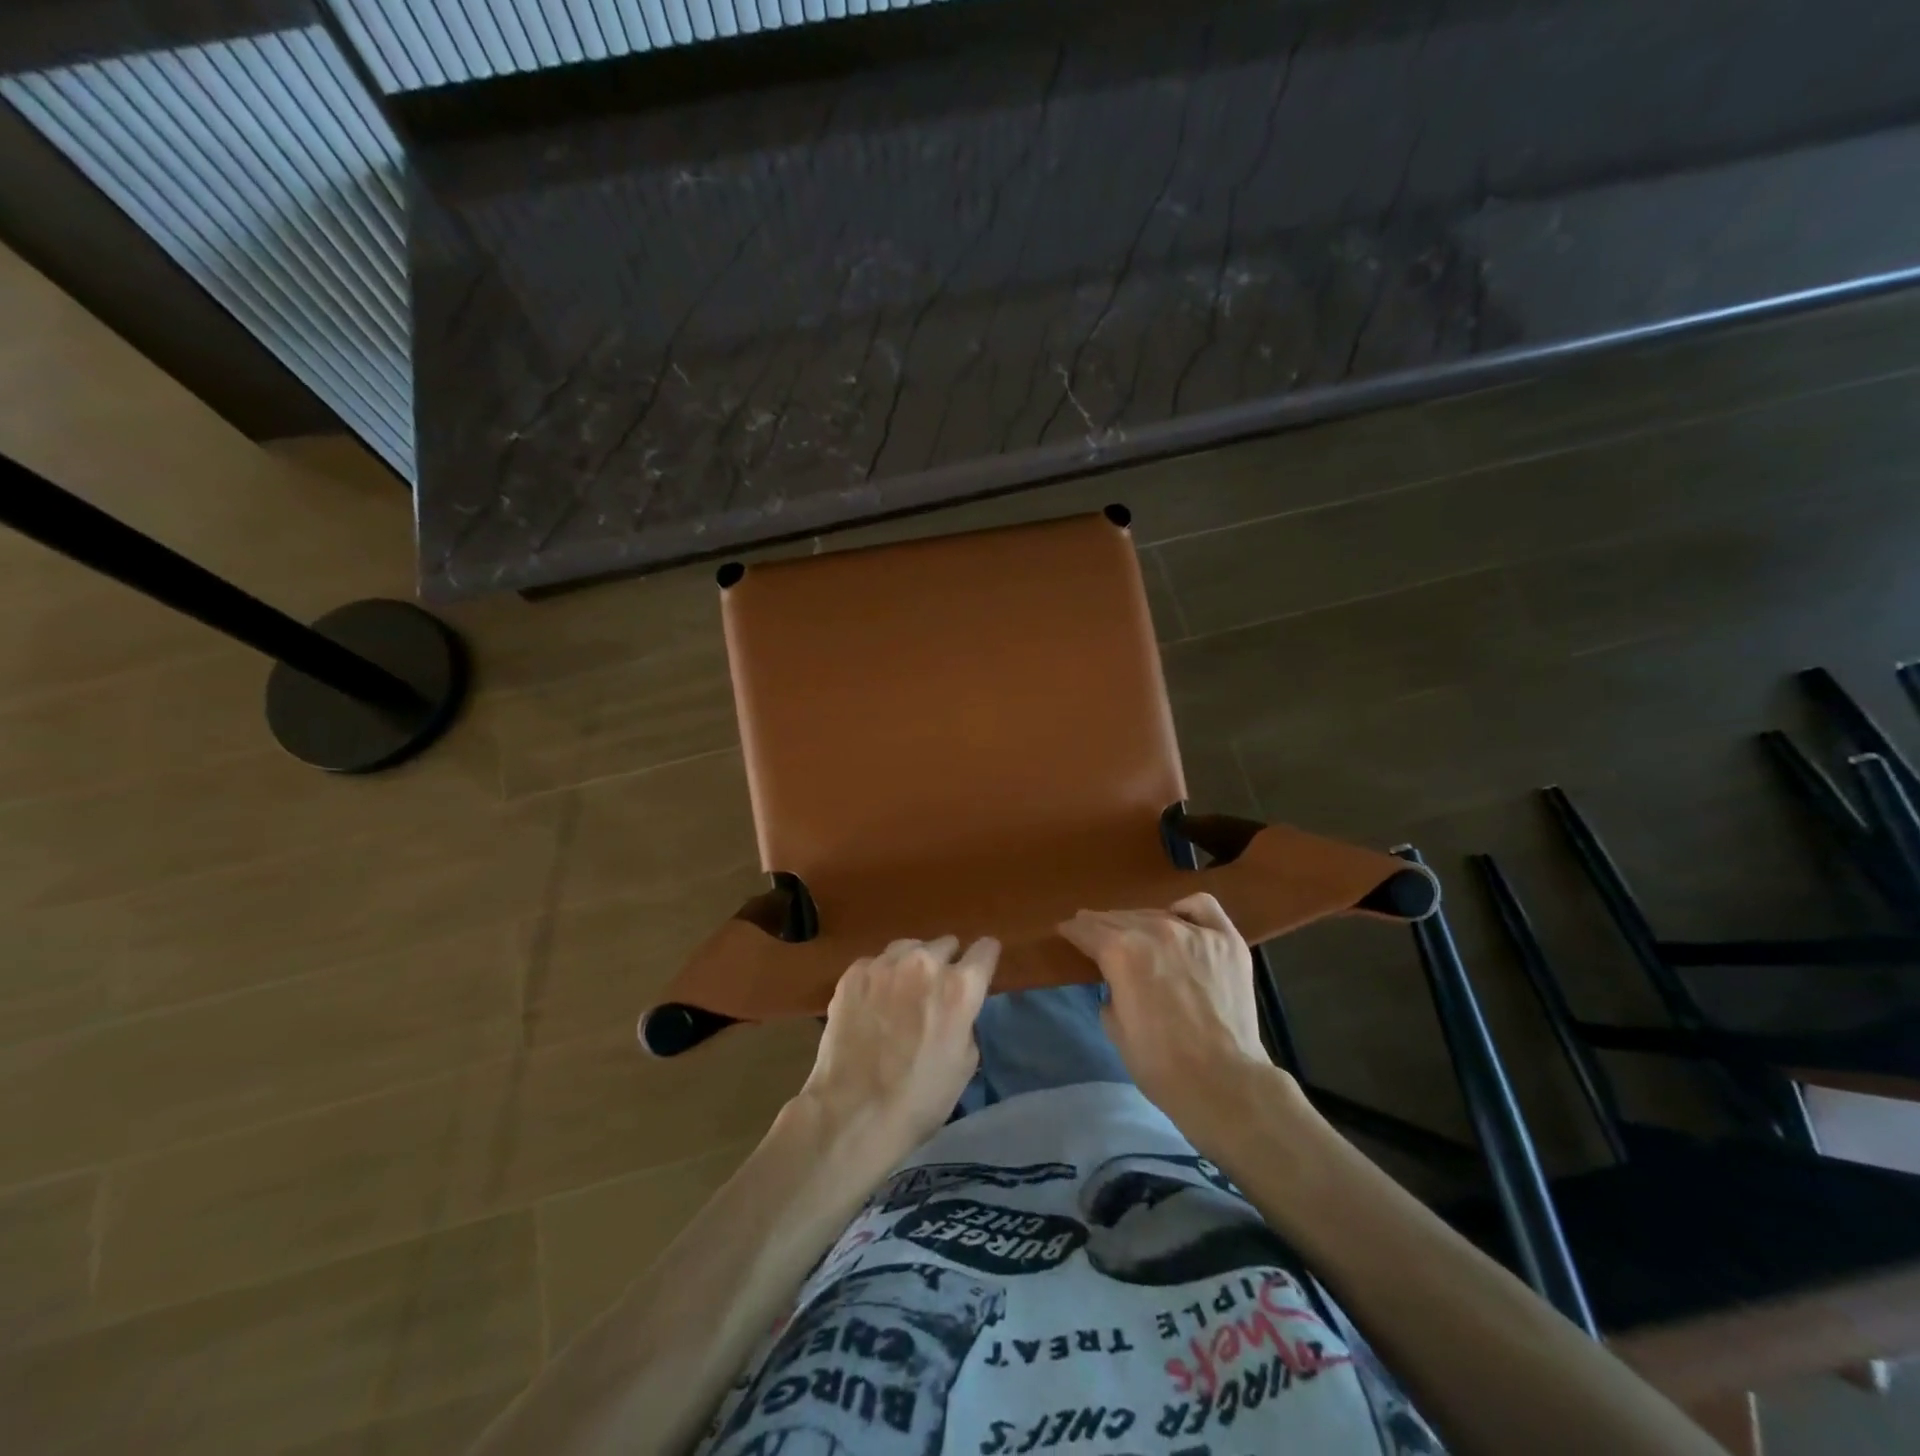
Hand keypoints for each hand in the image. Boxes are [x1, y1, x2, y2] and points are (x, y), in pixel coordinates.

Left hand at [796, 935, 998, 1159]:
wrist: (853, 1112)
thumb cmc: (920, 1098)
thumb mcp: (965, 1063)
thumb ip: (966, 1020)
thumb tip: (956, 1009)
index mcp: (960, 987)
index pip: (985, 949)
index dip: (985, 959)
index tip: (980, 970)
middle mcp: (925, 963)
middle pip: (946, 944)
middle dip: (946, 963)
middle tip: (936, 992)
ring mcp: (885, 964)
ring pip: (909, 947)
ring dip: (913, 965)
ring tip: (903, 993)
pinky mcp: (854, 973)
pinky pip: (876, 963)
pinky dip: (880, 978)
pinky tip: (873, 1005)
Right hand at [1059, 894, 1291, 1135]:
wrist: (1223, 1083)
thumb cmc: (1160, 1064)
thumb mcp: (1114, 1027)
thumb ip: (1109, 990)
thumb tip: (1117, 981)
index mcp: (1120, 952)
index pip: (1087, 929)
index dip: (1073, 931)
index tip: (1067, 932)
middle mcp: (1155, 931)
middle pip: (1119, 918)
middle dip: (1102, 926)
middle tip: (1095, 933)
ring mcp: (1194, 932)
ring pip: (1156, 913)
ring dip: (1139, 923)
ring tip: (1136, 935)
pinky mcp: (1227, 940)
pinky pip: (1201, 907)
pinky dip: (1185, 911)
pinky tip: (1179, 921)